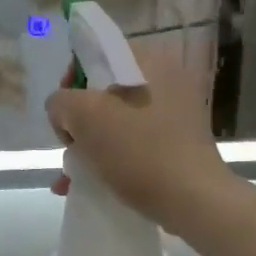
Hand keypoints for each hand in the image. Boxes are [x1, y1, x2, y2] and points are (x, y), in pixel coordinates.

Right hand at [45, 44, 232, 228]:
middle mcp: (167, 80)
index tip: (64, 114)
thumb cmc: (139, 151)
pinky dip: (109, 158)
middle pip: (104, 91)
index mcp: (150, 61)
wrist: (193, 201)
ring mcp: (175, 113)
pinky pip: (133, 142)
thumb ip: (61, 102)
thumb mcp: (85, 116)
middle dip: (78, 121)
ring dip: (89, 144)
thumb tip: (63, 112)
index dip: (70, 81)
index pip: (97, 54)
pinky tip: (86, 184)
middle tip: (70, 147)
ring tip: (70, 175)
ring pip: (116, 120)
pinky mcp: (177, 143)